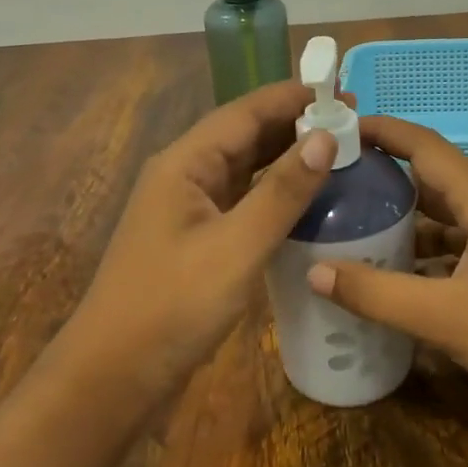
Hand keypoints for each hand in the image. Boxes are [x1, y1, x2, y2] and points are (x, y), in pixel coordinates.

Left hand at [56, 81, 337, 401]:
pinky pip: (240, 202)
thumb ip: (281, 192)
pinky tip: (305, 200)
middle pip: (243, 136)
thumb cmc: (173, 305)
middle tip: (352, 124)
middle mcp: (183, 176)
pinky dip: (273, 194)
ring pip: (243, 169)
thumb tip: (324, 137)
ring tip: (338, 153)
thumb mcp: (236, 247)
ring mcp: (187, 210)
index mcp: (184, 164)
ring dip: (285, 159)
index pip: (244, 112)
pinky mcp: (195, 240)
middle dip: (294, 125)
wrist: (115, 375)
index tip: (343, 91)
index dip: (293, 98)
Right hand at [308, 115, 467, 434]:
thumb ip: (378, 295)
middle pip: (431, 180)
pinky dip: (425, 254)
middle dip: (383, 176)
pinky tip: (397, 275)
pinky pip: (459, 249)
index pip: (424, 146)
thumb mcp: (447, 317)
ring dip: (403, 219)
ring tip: (353, 227)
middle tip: (333, 184)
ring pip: (446, 218)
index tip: (338, 130)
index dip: (382, 131)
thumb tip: (314, 271)